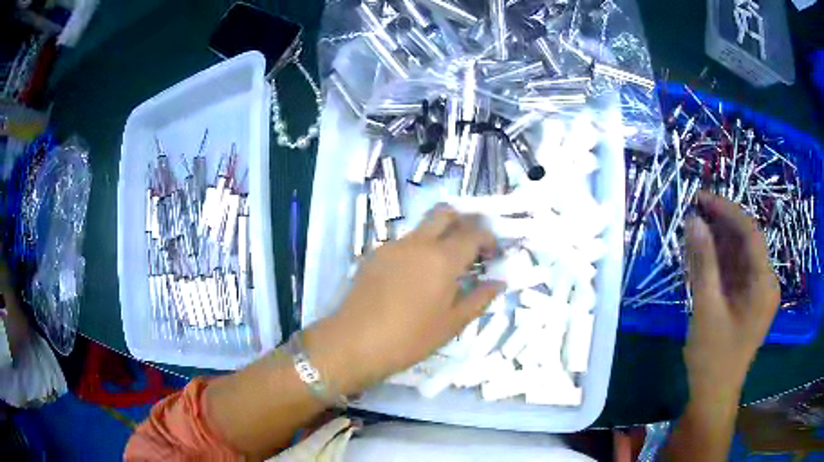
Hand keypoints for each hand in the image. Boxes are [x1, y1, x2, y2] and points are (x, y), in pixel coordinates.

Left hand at [304, 205, 504, 394]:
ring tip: (444, 264)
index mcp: (442, 258)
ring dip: (439, 234)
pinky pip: (404, 242)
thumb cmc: (410, 338)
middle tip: (471, 245)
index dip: (488, 239)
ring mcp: (393, 246)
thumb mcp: (452, 324)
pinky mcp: (374, 254)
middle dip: (464, 222)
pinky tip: (415, 275)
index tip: (493, 254)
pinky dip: (418, 248)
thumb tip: (498, 283)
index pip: (473, 233)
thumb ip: (479, 299)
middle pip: (445, 213)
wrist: (354, 342)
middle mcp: (418, 243)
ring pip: (422, 227)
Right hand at [683, 191, 779, 400]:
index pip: (751, 233)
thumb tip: (693, 220)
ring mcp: (757, 292)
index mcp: (764, 285)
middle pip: (746, 241)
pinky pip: (734, 270)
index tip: (701, 197)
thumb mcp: (707, 309)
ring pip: (739, 254)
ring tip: (693, 229)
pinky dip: (718, 260)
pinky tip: (701, 253)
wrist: (713, 396)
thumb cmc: (713, 358)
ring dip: (718, 241)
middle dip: (721, 224)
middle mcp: (765, 283)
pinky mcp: (747, 300)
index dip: (727, 210)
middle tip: (693, 210)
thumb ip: (703, 263)